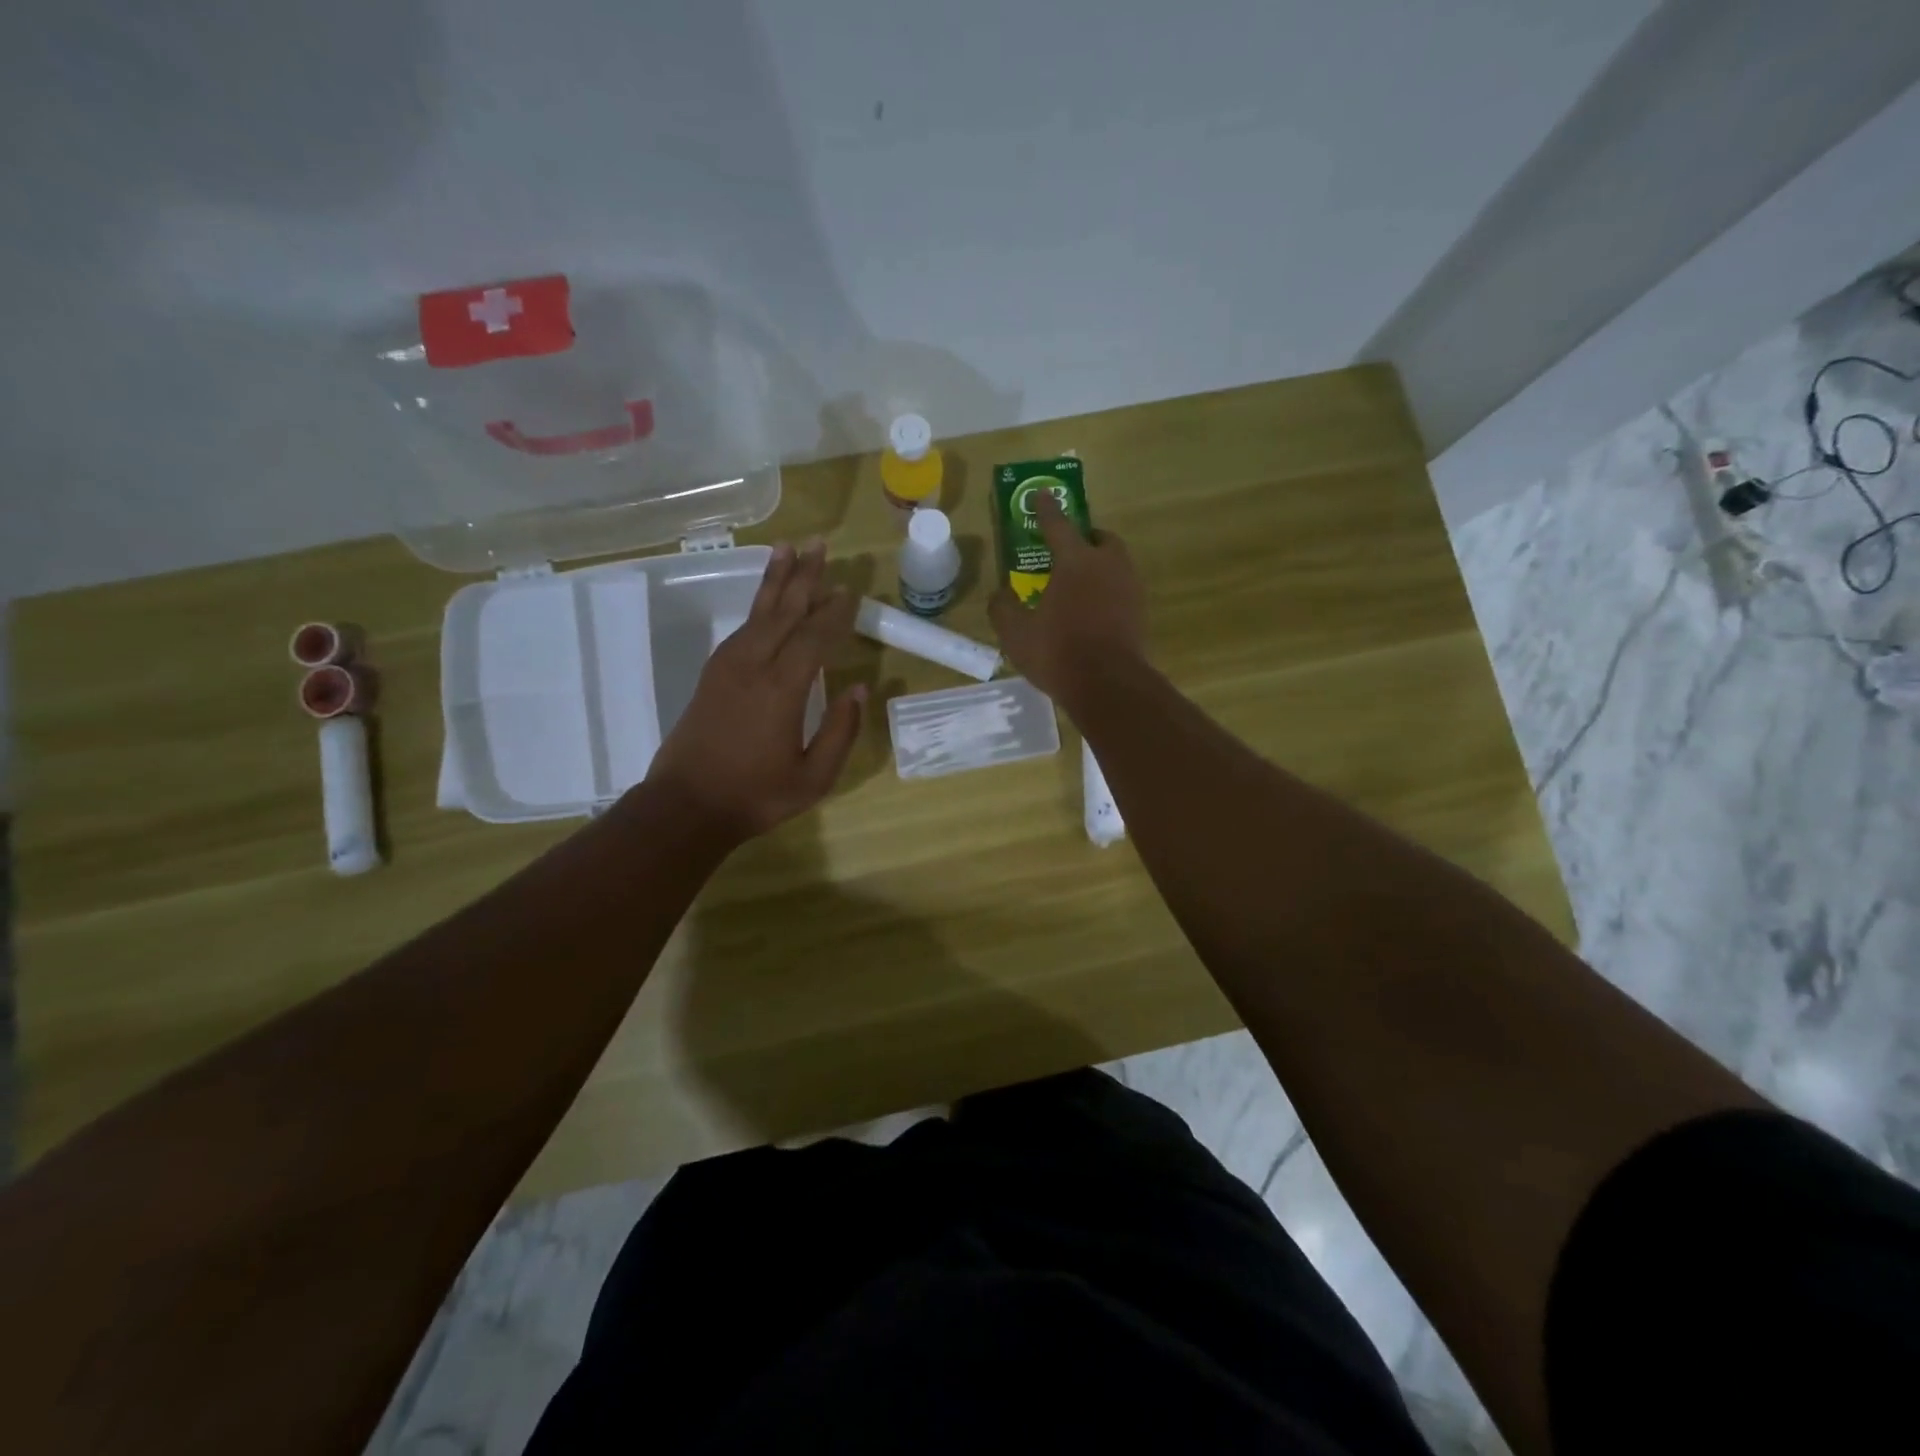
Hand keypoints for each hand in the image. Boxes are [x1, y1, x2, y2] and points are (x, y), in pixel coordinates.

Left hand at [642, 540, 864, 846]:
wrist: (686, 806)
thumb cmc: (756, 796)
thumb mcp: (814, 777)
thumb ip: (841, 731)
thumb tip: (860, 689)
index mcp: (782, 689)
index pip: (815, 637)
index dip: (835, 613)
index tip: (851, 591)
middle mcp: (753, 665)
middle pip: (783, 610)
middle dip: (804, 576)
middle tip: (819, 543)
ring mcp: (728, 667)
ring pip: (758, 613)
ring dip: (776, 581)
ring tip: (788, 550)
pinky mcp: (712, 674)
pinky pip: (742, 629)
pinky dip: (757, 607)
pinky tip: (767, 601)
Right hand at [988, 489, 1146, 708]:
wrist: (1108, 685)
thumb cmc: (1058, 652)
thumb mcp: (1016, 633)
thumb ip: (1003, 608)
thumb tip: (1000, 595)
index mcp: (1075, 561)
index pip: (1058, 525)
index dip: (1046, 509)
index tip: (1042, 494)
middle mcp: (1108, 566)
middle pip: (1101, 539)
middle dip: (1086, 539)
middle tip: (1069, 551)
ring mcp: (1130, 589)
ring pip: (1117, 564)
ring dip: (1100, 566)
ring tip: (1081, 585)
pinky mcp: (1141, 613)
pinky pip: (1123, 591)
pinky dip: (1109, 593)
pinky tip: (1095, 612)